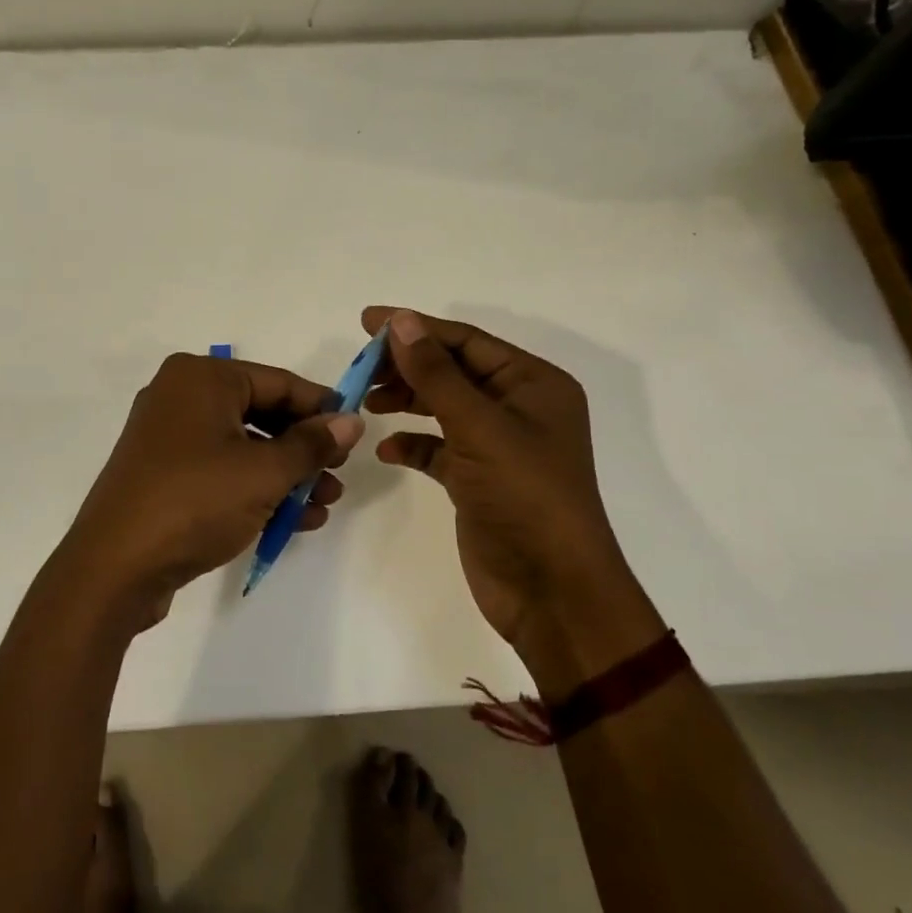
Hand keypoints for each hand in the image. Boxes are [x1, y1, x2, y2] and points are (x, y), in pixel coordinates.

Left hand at [55, 353, 363, 627]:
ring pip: (243, 447)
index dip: (322, 407)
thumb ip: (312, 444)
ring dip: (286, 476)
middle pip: (262, 414)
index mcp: (202, 378)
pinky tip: (293, 520)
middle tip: (339, 475)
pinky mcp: (163, 475)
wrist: (114, 567)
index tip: (356, 432)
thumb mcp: (264, 472)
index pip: (279, 382)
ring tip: (323, 506)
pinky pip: (221, 471)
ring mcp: (168, 438)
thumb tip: (352, 421)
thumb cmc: (195, 502)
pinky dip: (255, 490)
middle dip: (304, 450)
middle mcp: (181, 397)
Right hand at [363, 308, 663, 687]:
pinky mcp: (478, 479)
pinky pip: (439, 448)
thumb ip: (436, 373)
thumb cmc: (525, 496)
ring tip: (367, 404)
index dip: (415, 328)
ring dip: (406, 401)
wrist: (551, 590)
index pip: (466, 341)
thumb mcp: (479, 427)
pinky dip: (413, 444)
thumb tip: (400, 322)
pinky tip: (387, 451)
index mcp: (533, 384)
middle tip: (360, 369)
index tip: (365, 323)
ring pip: (443, 407)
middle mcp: (518, 407)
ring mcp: (498, 445)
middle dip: (407, 367)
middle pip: (453, 371)